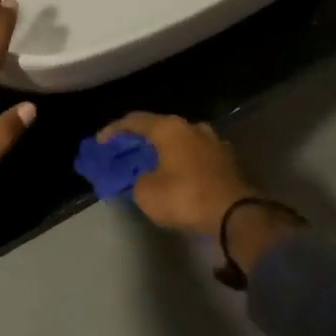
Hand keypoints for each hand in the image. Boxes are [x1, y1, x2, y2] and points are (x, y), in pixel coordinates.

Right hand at [96, 113, 258, 237]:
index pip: (134, 120)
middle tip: (124, 155)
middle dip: (139, 142)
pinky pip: (195, 156)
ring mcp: (213, 142)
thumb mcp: (146, 192)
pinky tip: (174, 175)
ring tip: (149, 166)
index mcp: (170, 128)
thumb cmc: (185, 197)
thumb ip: (136, 180)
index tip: (100, 144)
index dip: (113, 131)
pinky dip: (180, 163)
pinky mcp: (227, 160)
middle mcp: (192, 127)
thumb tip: (143, 178)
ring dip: (163, 152)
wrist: (235, 214)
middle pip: (159, 129)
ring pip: (179, 142)